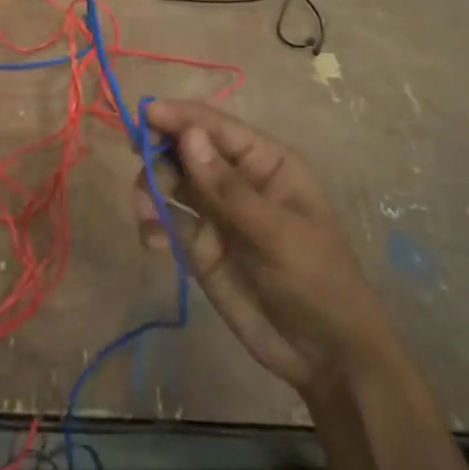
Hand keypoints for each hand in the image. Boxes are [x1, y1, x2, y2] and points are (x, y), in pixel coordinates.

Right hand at [131, 101, 385, 394]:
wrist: (325, 355)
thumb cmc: (316, 281)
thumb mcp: (277, 233)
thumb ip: (227, 188)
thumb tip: (188, 135)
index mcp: (266, 163)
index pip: (216, 127)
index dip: (180, 117)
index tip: (144, 113)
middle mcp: (237, 180)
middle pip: (186, 149)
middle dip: (160, 154)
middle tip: (143, 168)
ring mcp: (216, 213)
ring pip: (170, 182)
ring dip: (151, 189)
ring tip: (147, 216)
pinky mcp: (199, 246)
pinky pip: (166, 220)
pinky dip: (152, 223)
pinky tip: (154, 242)